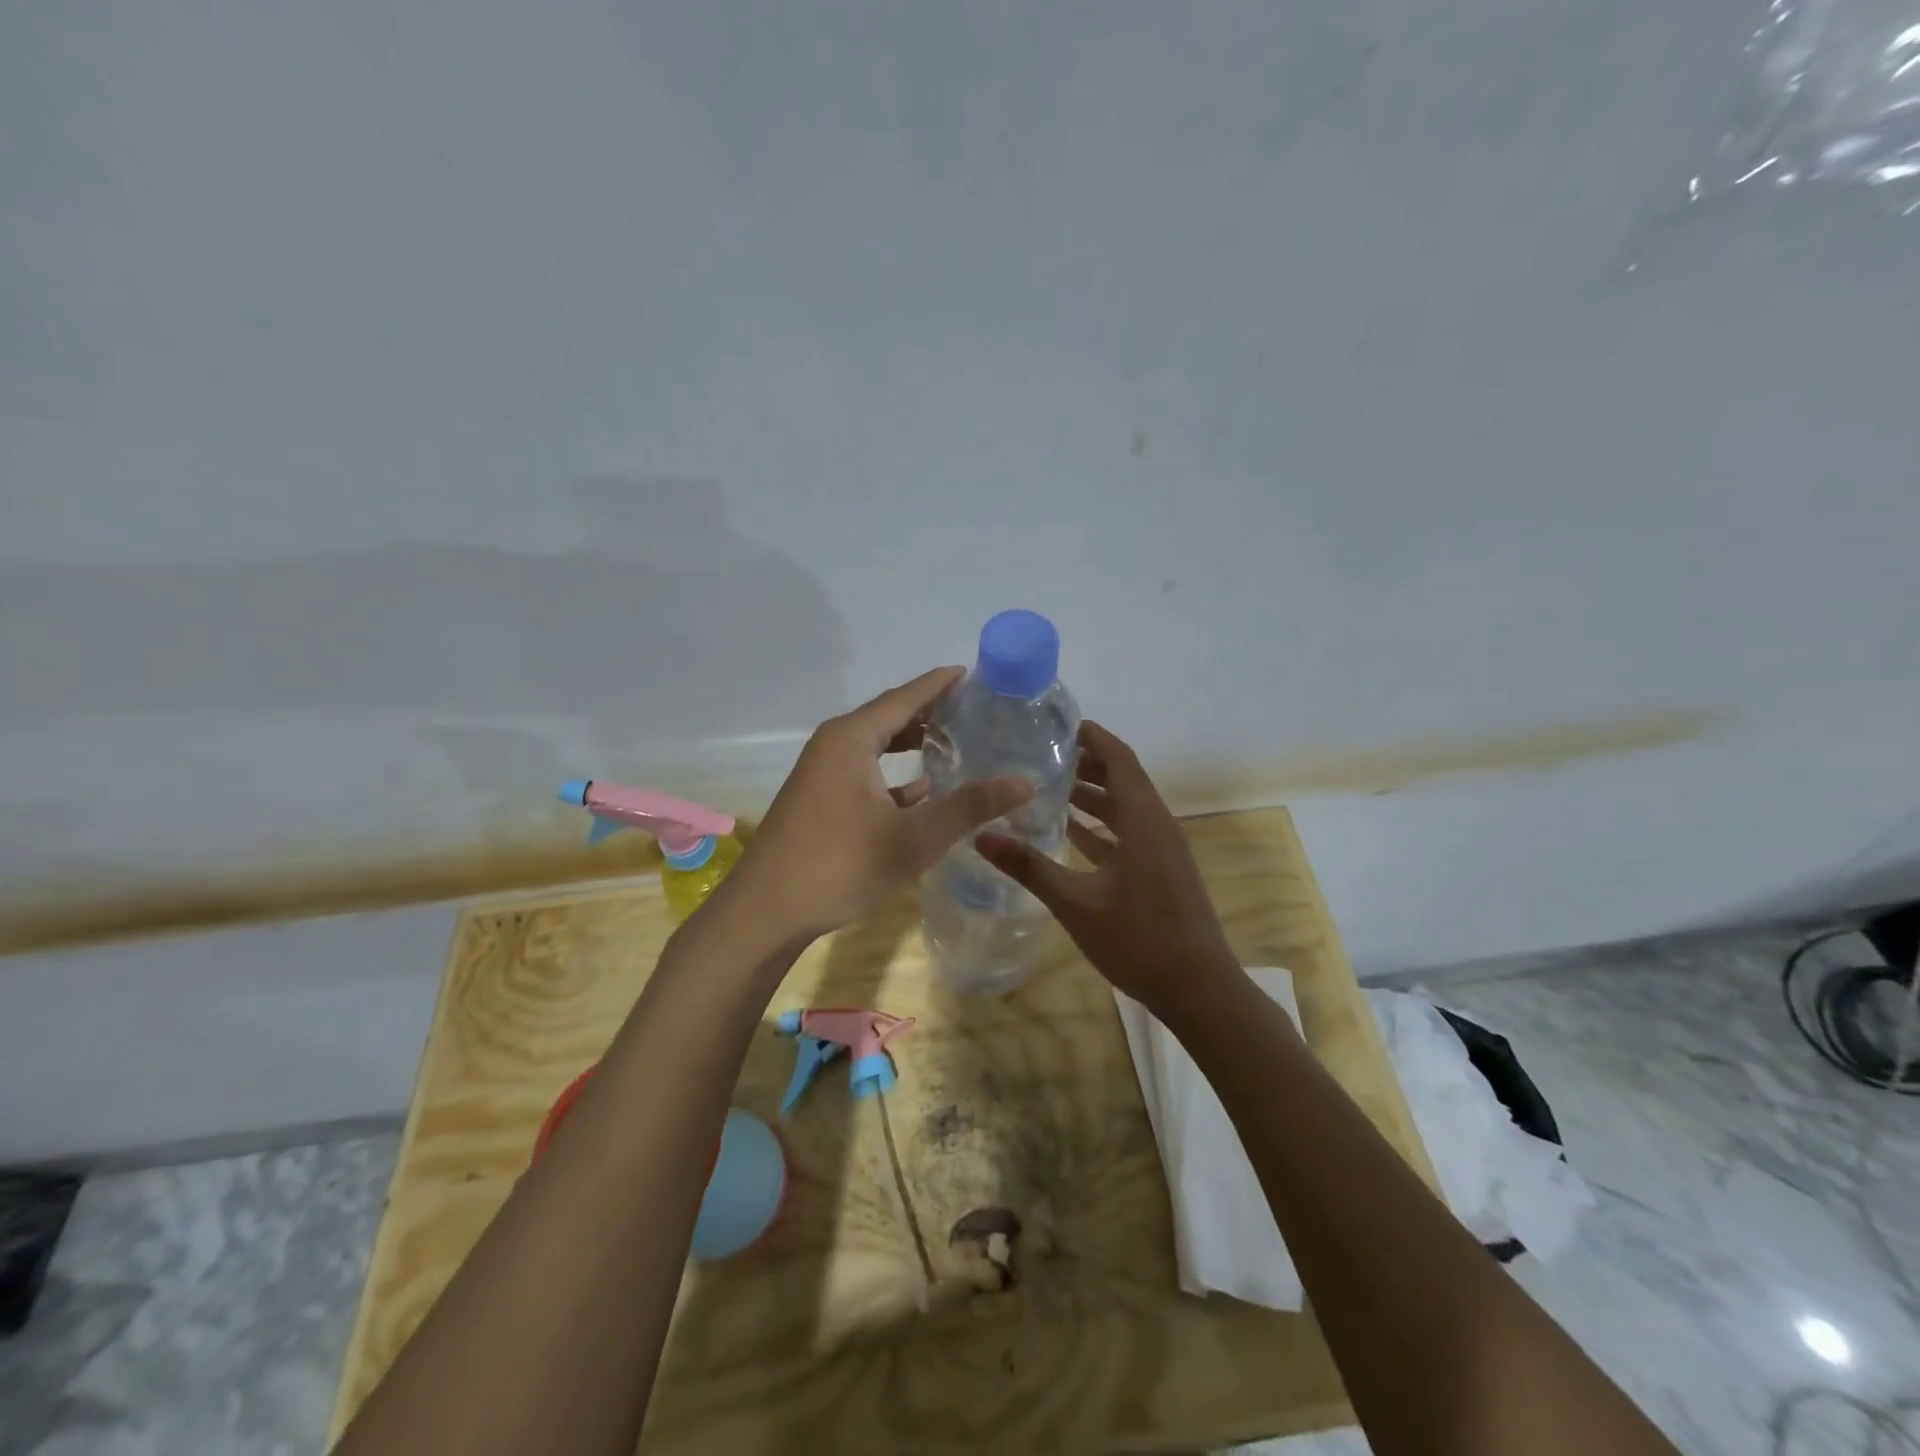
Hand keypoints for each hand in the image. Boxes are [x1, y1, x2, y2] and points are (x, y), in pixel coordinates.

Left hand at [729, 667, 1033, 942]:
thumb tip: (1025, 782)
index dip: (939, 684)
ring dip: (912, 745)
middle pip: (889, 717)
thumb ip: (969, 807)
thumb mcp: (914, 837)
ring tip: (955, 744)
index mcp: (851, 738)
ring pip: (876, 747)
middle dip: (930, 713)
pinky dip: (894, 776)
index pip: (905, 697)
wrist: (765, 913)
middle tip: (974, 712)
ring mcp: (822, 774)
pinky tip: (922, 792)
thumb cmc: (840, 864)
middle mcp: (833, 745)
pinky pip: (865, 773)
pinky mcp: (819, 801)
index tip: (971, 673)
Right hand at [977, 721, 1244, 1024]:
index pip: (1119, 759)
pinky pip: (1129, 834)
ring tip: (1048, 788)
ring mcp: (1163, 850)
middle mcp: (1157, 825)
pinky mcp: (1162, 871)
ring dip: (1093, 796)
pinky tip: (1070, 832)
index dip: (1093, 737)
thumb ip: (1030, 867)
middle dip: (1086, 764)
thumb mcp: (1076, 903)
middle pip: (1122, 779)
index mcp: (1144, 820)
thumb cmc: (1139, 940)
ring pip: (1125, 808)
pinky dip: (1101, 827)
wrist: (1199, 990)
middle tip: (1042, 755)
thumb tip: (981, 836)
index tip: (1058, 725)